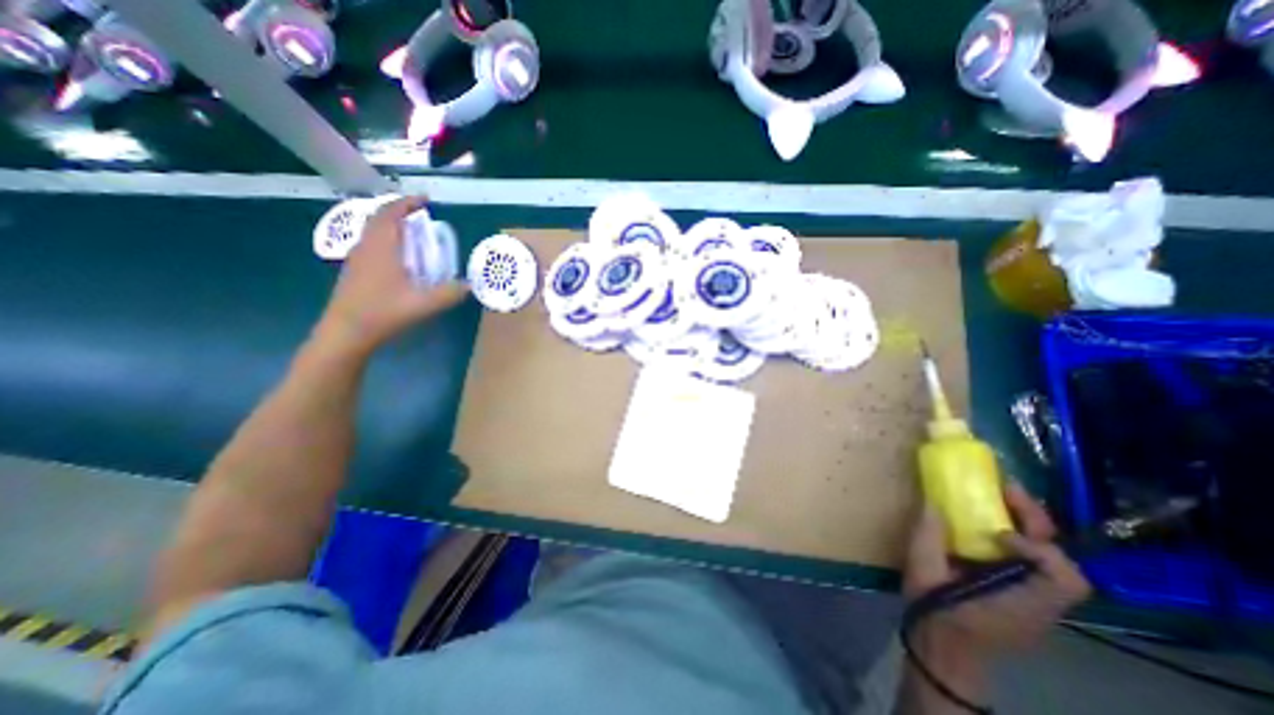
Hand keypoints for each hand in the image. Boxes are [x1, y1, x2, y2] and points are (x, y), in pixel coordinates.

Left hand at [317, 197, 467, 353]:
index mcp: (382, 247)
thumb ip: (449, 293)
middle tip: (422, 216)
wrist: (346, 331)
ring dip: (393, 225)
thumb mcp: (424, 304)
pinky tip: (401, 257)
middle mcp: (366, 246)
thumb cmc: (384, 313)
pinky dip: (387, 239)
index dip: (408, 202)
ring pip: (374, 230)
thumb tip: (470, 285)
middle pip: (380, 217)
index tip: (427, 201)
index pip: (391, 212)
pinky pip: (372, 243)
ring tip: (414, 233)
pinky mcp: (355, 269)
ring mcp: (358, 257)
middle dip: (401, 211)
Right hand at [900, 482, 1088, 662]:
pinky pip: (1032, 560)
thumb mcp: (923, 572)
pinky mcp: (1023, 592)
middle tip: (1006, 488)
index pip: (1062, 577)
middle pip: (1061, 559)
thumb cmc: (936, 611)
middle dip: (1036, 519)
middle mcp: (1040, 600)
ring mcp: (1036, 598)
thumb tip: (933, 502)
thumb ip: (928, 537)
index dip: (1035, 547)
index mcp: (1021, 600)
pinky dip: (1018, 537)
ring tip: (1000, 497)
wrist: (943, 647)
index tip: (996, 533)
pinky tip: (991, 521)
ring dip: (1028, 524)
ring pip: (1051, 557)